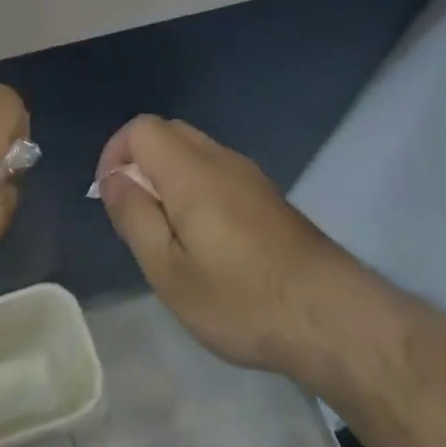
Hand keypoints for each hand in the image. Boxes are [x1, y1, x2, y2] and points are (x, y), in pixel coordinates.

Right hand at [96, 116, 353, 377]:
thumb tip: (113, 178)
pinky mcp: (269, 198)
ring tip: (170, 236)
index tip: (113, 197)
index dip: (116, 153)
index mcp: (191, 171)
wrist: (332, 317)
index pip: (141, 128)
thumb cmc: (240, 298)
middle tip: (138, 218)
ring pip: (195, 153)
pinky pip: (218, 173)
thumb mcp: (168, 270)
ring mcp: (250, 177)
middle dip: (140, 163)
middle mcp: (221, 160)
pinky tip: (207, 242)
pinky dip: (196, 189)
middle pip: (168, 133)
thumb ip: (134, 216)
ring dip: (169, 178)